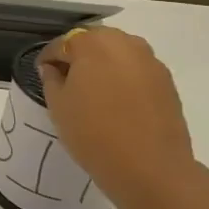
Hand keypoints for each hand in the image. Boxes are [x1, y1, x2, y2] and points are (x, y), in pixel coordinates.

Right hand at [37, 27, 202, 208]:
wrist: (150, 167)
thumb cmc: (93, 133)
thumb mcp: (58, 105)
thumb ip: (52, 79)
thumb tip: (54, 69)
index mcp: (93, 44)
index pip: (62, 43)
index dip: (48, 58)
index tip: (42, 74)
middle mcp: (125, 44)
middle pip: (94, 41)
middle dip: (78, 55)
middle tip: (66, 81)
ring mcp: (150, 61)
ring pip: (118, 53)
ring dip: (102, 64)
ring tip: (92, 92)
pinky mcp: (167, 81)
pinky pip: (136, 69)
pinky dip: (123, 77)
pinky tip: (115, 102)